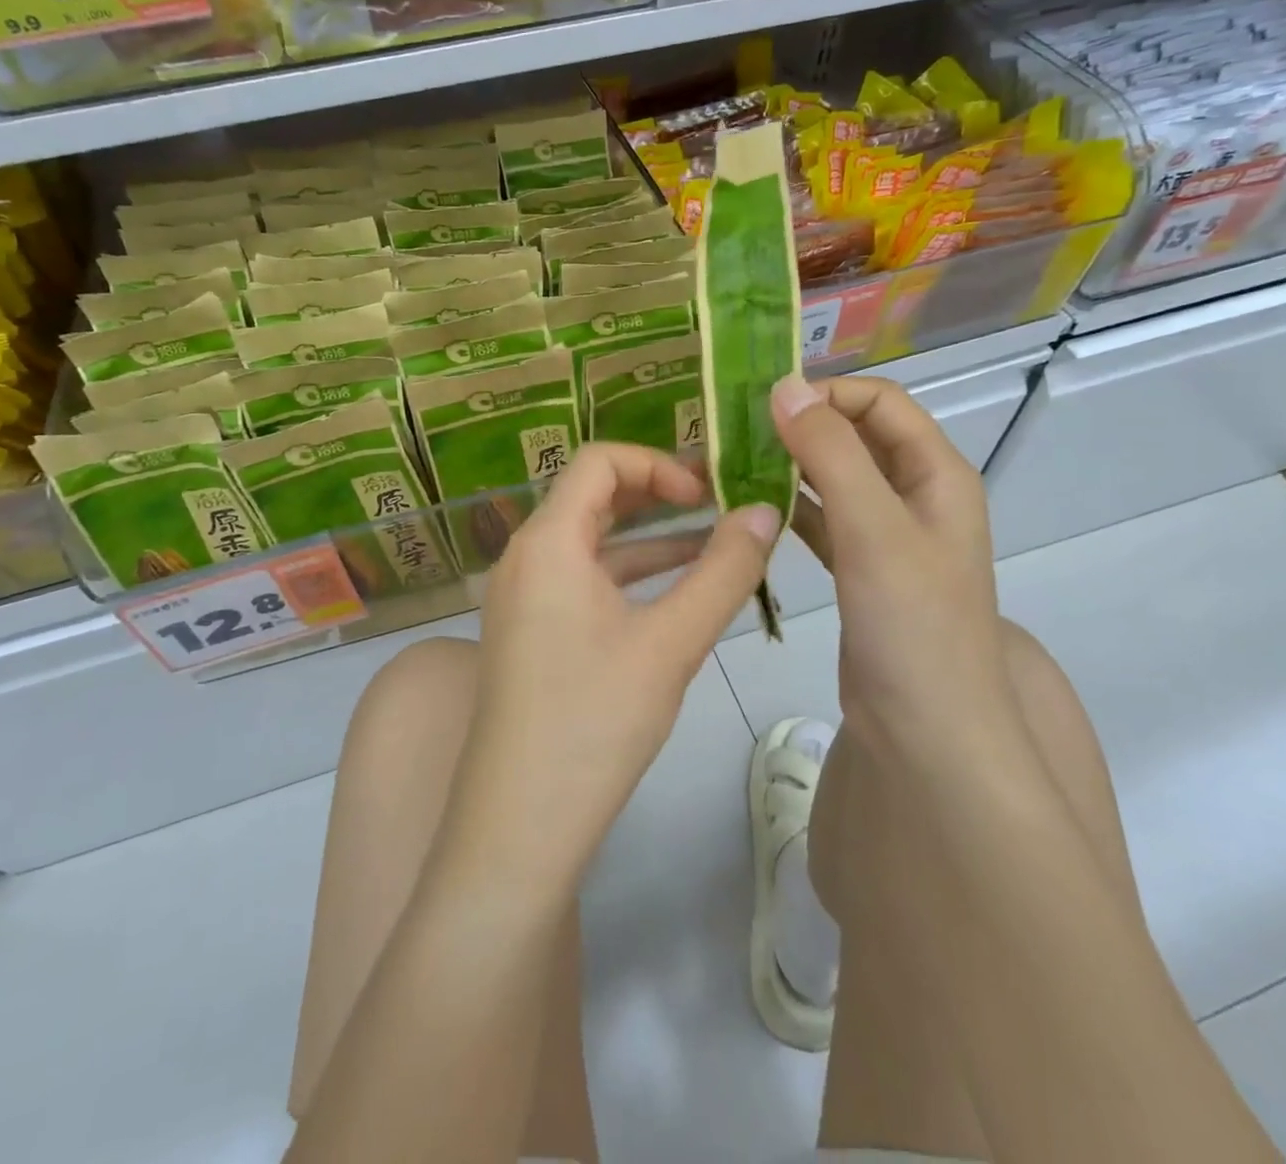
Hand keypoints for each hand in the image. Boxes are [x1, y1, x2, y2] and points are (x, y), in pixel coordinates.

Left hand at [443, 443, 779, 887]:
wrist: (519, 824)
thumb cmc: (594, 721)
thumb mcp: (671, 642)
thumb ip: (724, 572)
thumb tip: (766, 510)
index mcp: (547, 541)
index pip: (599, 461)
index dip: (657, 464)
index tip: (707, 495)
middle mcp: (525, 556)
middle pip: (592, 496)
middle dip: (657, 495)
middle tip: (718, 506)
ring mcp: (522, 596)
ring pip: (591, 543)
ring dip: (649, 539)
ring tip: (715, 546)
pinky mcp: (529, 631)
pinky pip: (581, 581)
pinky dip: (627, 577)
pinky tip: (675, 594)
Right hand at [770, 374, 1022, 758]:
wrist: (925, 728)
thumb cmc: (911, 622)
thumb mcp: (874, 528)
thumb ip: (831, 454)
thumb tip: (784, 388)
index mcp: (936, 473)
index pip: (881, 402)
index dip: (827, 393)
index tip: (765, 405)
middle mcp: (916, 494)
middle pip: (856, 436)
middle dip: (802, 426)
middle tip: (737, 431)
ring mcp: (888, 534)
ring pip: (835, 477)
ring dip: (791, 465)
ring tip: (733, 463)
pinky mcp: (861, 567)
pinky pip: (823, 518)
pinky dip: (791, 506)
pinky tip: (751, 508)